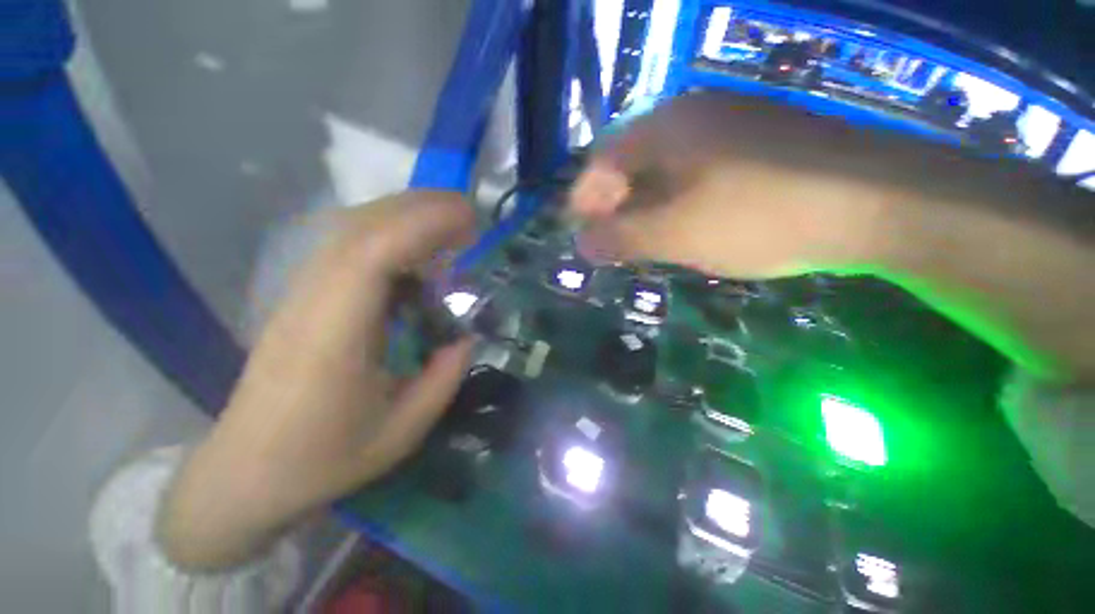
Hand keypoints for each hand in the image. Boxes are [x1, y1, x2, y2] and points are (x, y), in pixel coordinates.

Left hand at [160, 192, 476, 568]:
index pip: (371, 256)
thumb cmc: (323, 458)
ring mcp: (302, 295)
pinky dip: (389, 236)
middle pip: (359, 228)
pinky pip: (348, 249)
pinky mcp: (304, 298)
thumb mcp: (402, 431)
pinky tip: (417, 254)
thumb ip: (444, 379)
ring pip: (350, 231)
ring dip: (404, 216)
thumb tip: (467, 337)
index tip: (468, 222)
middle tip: (468, 215)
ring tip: (450, 224)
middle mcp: (311, 302)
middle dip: (419, 209)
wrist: (245, 473)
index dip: (422, 227)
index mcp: (333, 337)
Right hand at [571, 93, 885, 277]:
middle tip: (610, 243)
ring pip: (663, 171)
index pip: (602, 160)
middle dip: (614, 206)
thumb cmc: (757, 214)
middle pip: (631, 164)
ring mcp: (727, 128)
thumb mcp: (674, 233)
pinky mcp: (753, 147)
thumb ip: (620, 238)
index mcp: (665, 126)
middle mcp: (691, 115)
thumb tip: (580, 245)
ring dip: (644, 207)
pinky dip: (676, 203)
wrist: (874, 202)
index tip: (579, 233)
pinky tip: (682, 228)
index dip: (584, 199)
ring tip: (640, 242)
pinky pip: (694, 174)